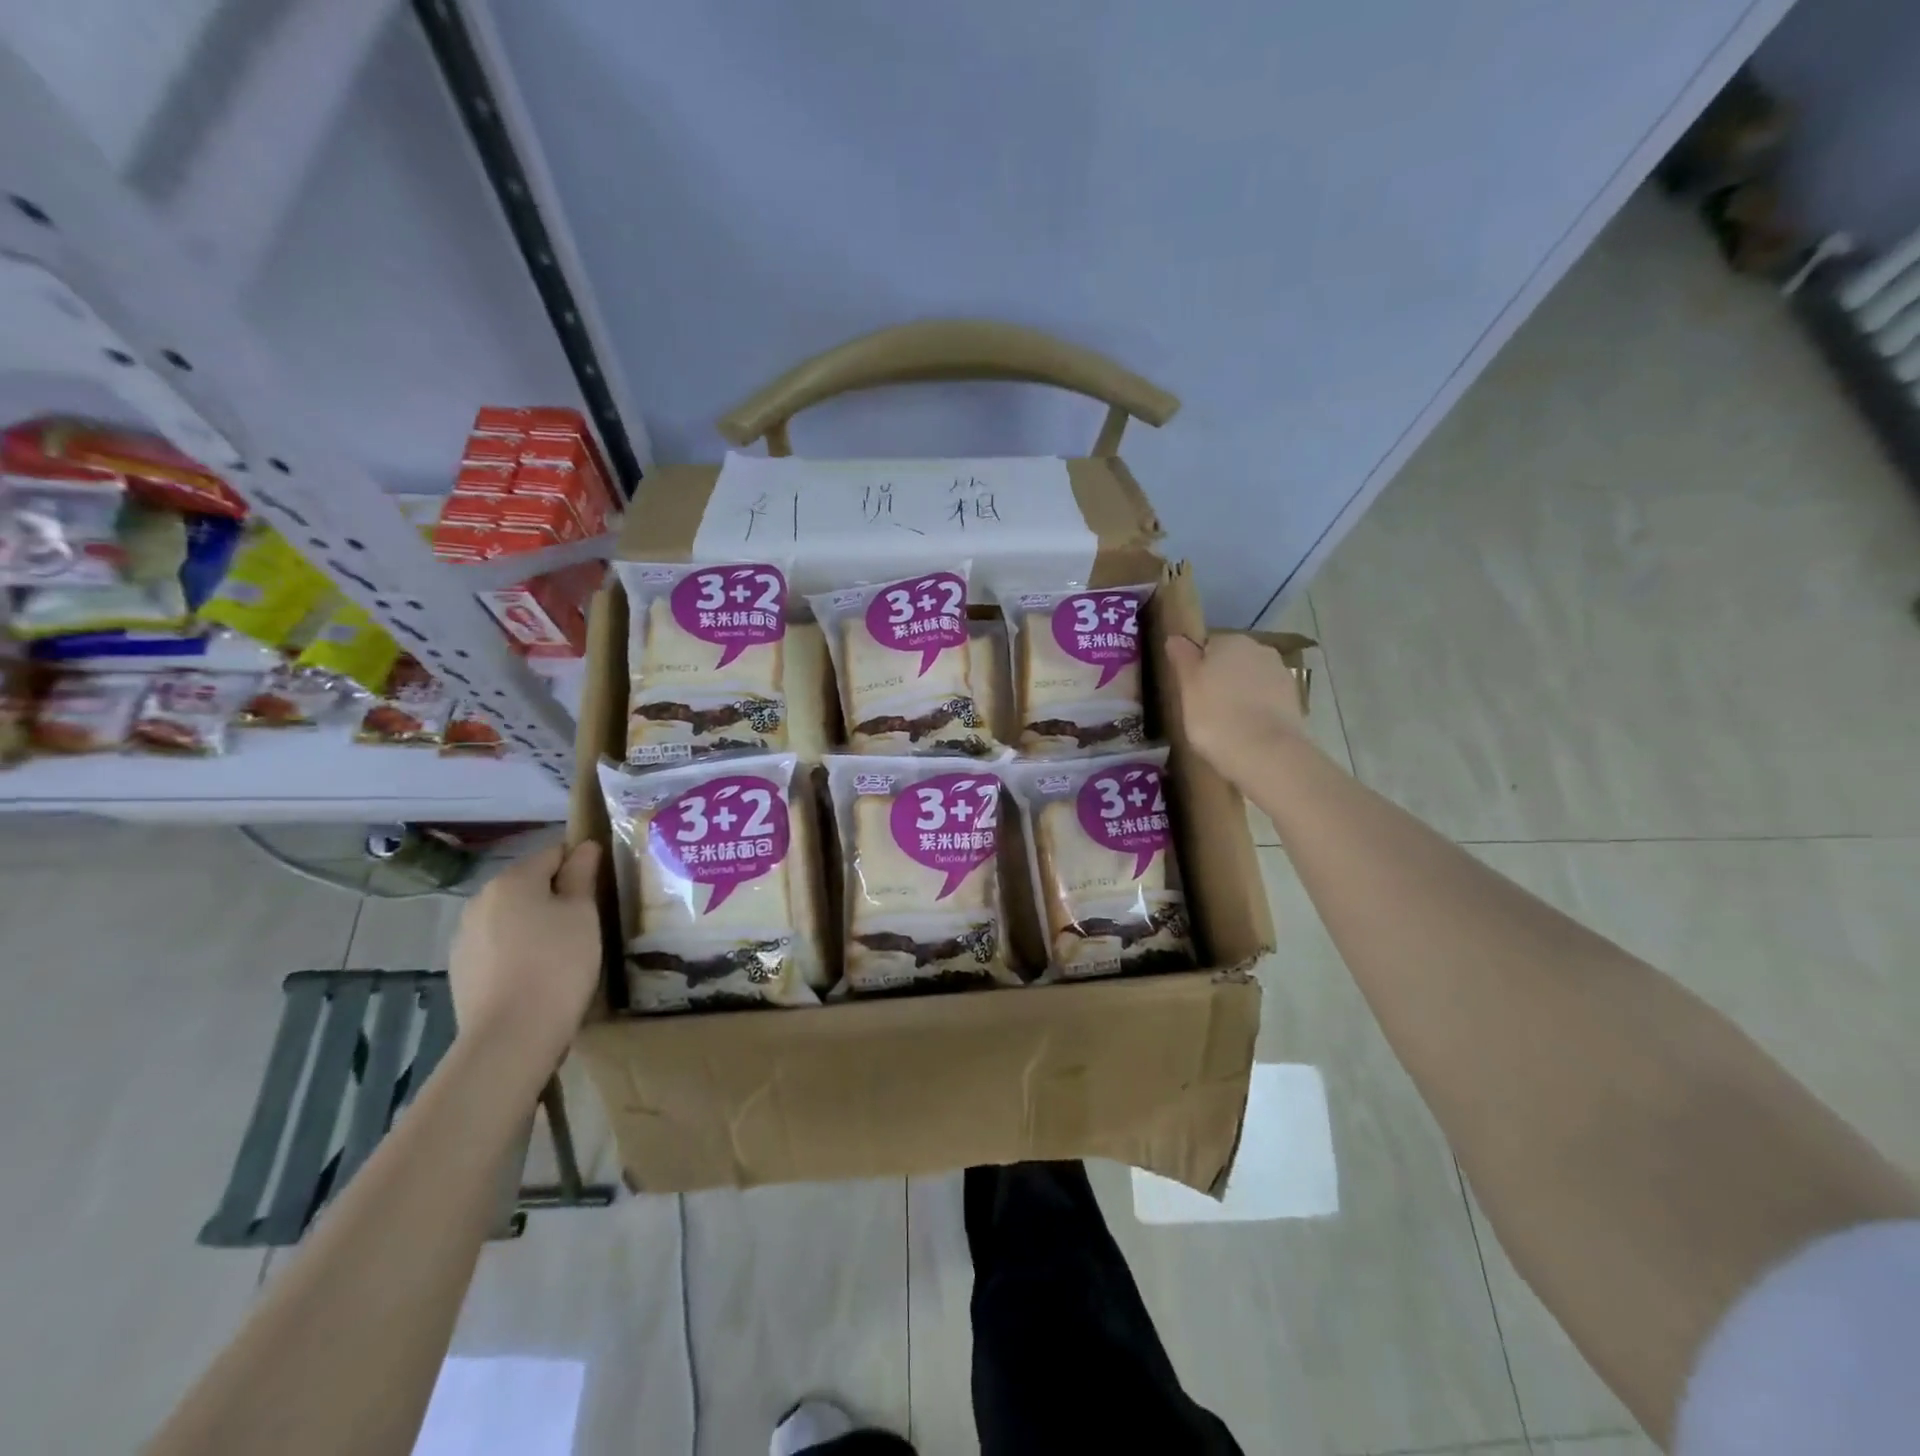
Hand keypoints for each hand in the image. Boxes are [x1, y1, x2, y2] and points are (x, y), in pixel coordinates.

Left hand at [449, 840, 602, 1076]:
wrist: (511, 1035)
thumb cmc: (558, 963)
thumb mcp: (583, 914)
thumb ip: (581, 875)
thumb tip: (584, 846)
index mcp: (512, 879)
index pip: (553, 853)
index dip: (580, 864)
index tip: (600, 888)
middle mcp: (481, 899)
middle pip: (528, 884)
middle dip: (555, 895)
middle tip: (586, 921)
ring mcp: (464, 936)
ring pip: (511, 916)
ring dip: (535, 923)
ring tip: (562, 950)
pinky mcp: (461, 969)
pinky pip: (498, 945)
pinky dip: (517, 949)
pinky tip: (536, 974)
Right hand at [1165, 633, 1311, 787]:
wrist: (1265, 752)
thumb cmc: (1215, 716)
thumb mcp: (1187, 688)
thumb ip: (1182, 659)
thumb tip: (1176, 638)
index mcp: (1230, 641)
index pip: (1207, 646)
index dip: (1197, 669)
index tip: (1190, 692)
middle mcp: (1260, 649)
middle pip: (1232, 661)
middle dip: (1221, 679)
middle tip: (1205, 708)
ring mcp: (1281, 674)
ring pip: (1252, 680)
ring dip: (1241, 694)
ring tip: (1228, 723)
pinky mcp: (1295, 700)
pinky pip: (1267, 699)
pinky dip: (1258, 709)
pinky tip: (1248, 730)